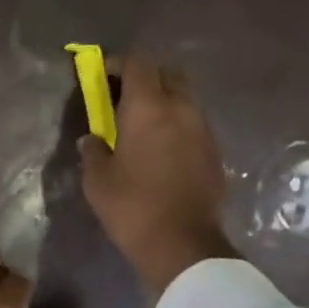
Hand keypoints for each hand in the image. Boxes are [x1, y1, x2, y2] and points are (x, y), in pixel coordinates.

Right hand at [80, 56, 236, 296]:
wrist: (182, 244)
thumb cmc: (132, 207)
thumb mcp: (97, 180)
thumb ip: (93, 150)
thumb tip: (93, 139)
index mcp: (149, 108)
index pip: (138, 64)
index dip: (118, 63)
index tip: (102, 75)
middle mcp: (182, 108)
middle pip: (168, 73)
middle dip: (146, 77)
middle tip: (124, 96)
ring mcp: (204, 129)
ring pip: (185, 97)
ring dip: (164, 100)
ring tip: (143, 123)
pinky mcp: (215, 151)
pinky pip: (194, 122)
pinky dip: (177, 123)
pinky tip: (162, 147)